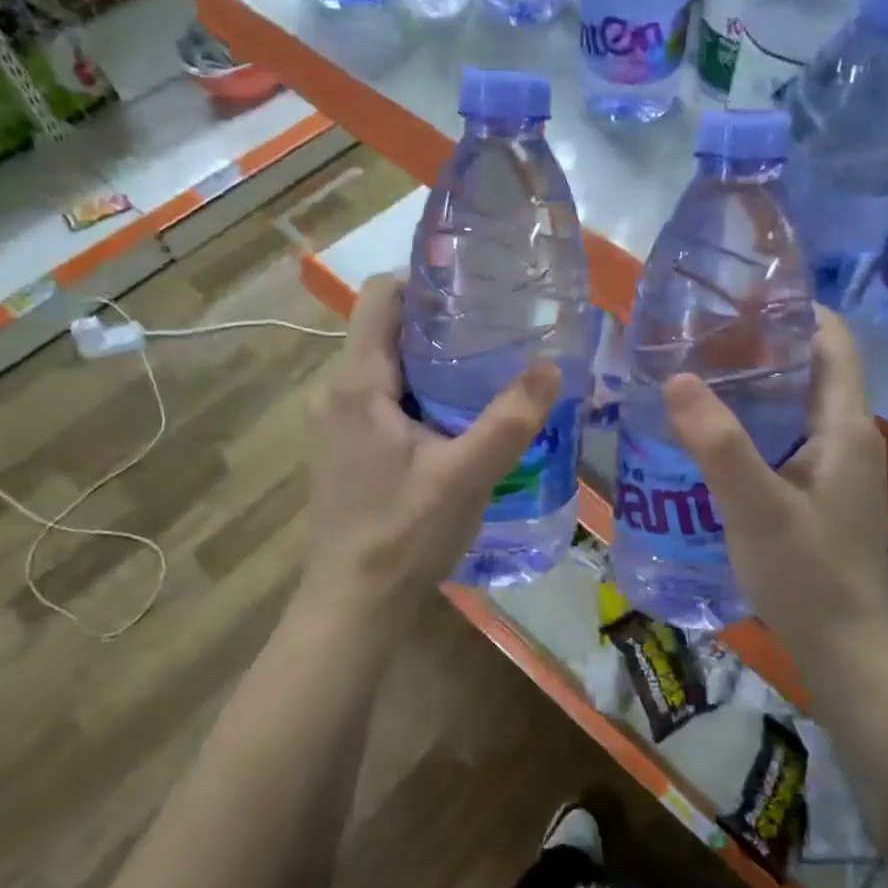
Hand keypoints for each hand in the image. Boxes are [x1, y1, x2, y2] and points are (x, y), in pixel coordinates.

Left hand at [304, 277, 559, 612]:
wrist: (353, 606)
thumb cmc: (403, 535)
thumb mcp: (466, 475)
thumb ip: (510, 419)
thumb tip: (551, 367)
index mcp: (358, 384)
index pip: (380, 296)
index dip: (425, 281)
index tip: (475, 290)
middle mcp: (337, 392)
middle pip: (388, 331)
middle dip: (440, 324)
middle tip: (497, 332)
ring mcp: (337, 423)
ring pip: (388, 368)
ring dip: (433, 364)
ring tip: (487, 373)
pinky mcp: (346, 449)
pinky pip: (384, 400)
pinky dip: (420, 395)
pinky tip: (459, 421)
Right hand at [664, 308, 887, 643]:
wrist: (846, 650)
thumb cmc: (808, 574)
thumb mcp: (756, 506)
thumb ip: (718, 443)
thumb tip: (677, 377)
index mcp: (846, 425)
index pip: (831, 339)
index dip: (793, 309)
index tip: (738, 299)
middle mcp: (850, 436)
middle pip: (809, 368)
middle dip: (758, 347)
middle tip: (698, 340)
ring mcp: (839, 467)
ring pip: (796, 405)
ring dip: (753, 388)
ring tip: (696, 379)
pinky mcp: (824, 493)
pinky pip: (789, 437)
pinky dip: (755, 424)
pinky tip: (713, 439)